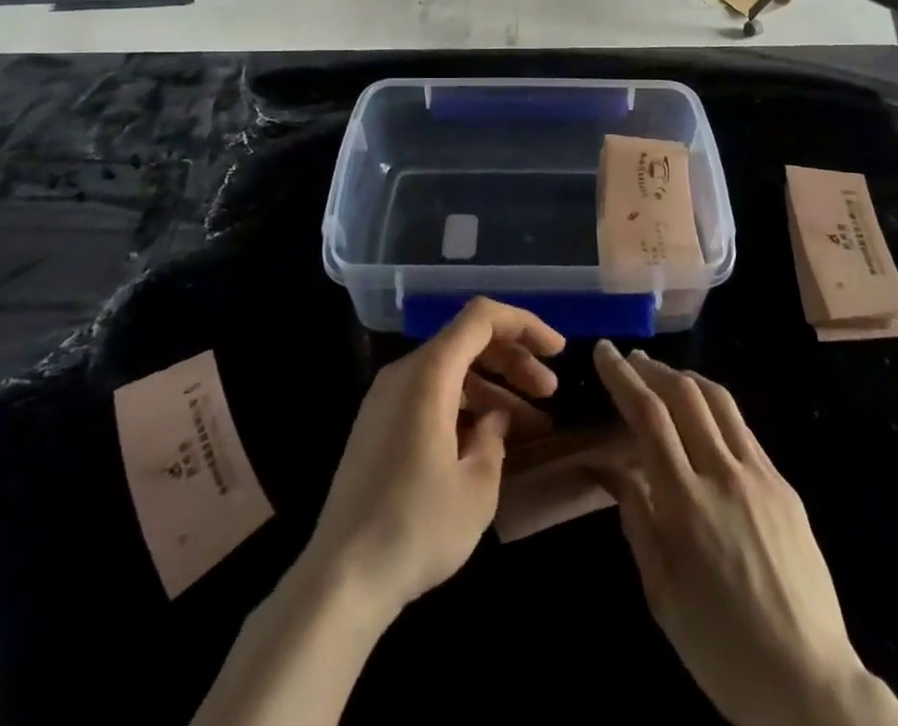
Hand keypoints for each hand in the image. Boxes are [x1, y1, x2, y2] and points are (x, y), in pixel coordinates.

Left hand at [304, 298, 565, 618]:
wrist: (340, 580)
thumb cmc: (416, 527)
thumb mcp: (477, 486)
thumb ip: (495, 437)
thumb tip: (494, 418)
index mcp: (428, 373)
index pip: (481, 318)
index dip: (524, 324)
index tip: (557, 351)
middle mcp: (404, 373)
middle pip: (467, 342)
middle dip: (514, 361)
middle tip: (550, 393)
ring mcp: (386, 399)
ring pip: (451, 371)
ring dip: (493, 389)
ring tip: (532, 426)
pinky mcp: (378, 427)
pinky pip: (430, 395)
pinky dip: (465, 406)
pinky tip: (489, 441)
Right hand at [592, 341, 897, 725]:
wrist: (810, 685)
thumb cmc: (722, 649)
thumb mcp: (662, 594)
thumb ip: (637, 519)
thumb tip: (611, 467)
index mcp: (686, 503)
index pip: (648, 415)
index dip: (622, 377)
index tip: (605, 352)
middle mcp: (725, 475)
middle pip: (685, 394)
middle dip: (652, 369)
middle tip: (631, 360)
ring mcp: (761, 476)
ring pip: (719, 401)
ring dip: (686, 378)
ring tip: (664, 376)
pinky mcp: (785, 486)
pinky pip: (744, 430)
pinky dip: (715, 410)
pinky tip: (704, 420)